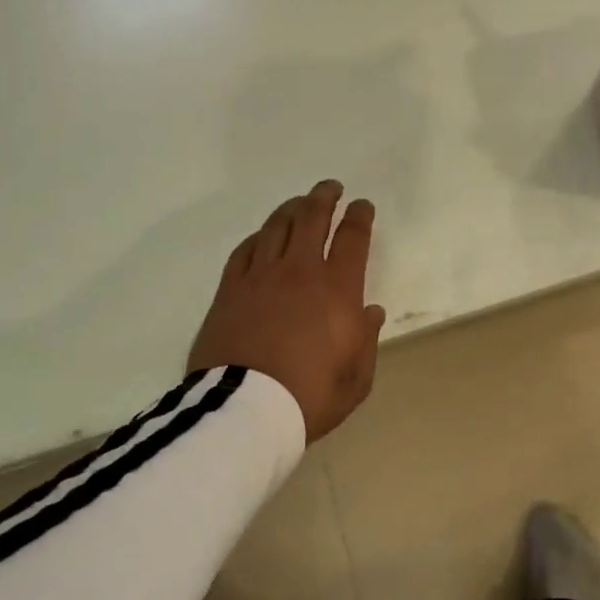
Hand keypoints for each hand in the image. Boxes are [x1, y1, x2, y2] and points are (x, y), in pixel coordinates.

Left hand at [188, 181, 386, 442]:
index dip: (359, 217)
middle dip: (324, 198)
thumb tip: (370, 312)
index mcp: (337, 290)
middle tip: (330, 188)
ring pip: (276, 227)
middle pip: (312, 219)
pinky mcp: (229, 291)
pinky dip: (258, 237)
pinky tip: (262, 236)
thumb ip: (366, 341)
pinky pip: (245, 251)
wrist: (245, 411)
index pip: (352, 239)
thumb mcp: (356, 378)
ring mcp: (260, 278)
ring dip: (292, 209)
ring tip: (299, 203)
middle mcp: (300, 272)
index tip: (362, 206)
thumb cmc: (309, 396)